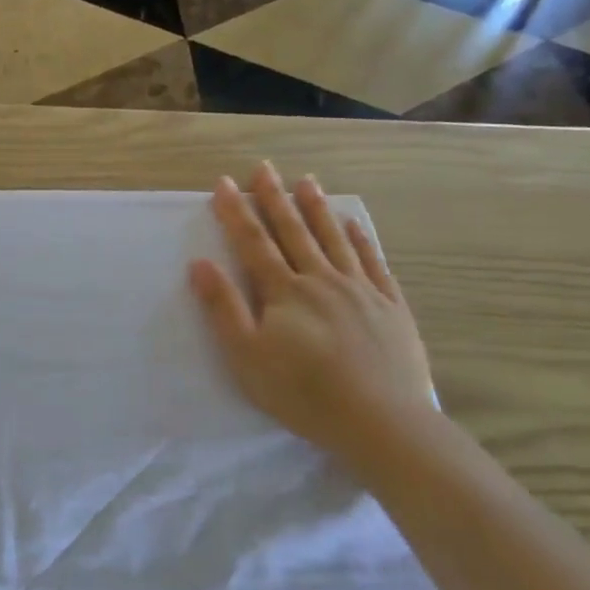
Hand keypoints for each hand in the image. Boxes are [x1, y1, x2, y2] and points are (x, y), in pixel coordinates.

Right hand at [189, 162, 432, 458]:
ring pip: (333, 239)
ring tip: (306, 181)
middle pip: (293, 231)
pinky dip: (360, 238)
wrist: (380, 421)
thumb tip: (200, 264)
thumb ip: (223, 308)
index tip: (224, 183)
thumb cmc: (302, 392)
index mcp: (284, 292)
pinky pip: (372, 261)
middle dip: (275, 198)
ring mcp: (360, 290)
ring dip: (317, 208)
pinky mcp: (389, 306)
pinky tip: (353, 223)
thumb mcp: (246, 356)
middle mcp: (321, 280)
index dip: (236, 211)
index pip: (253, 242)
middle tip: (264, 168)